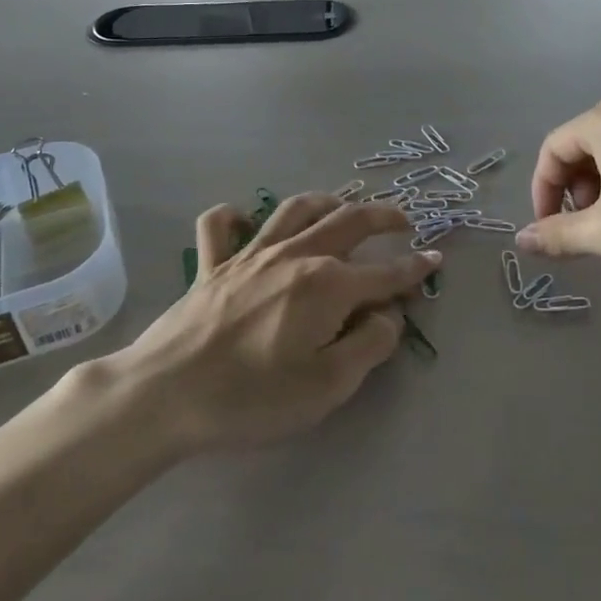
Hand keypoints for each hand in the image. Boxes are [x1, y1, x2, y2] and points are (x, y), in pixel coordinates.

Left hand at [117, 195, 439, 453]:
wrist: (165, 394)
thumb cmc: (251, 398)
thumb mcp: (326, 387)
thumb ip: (367, 347)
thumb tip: (388, 315)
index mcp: (326, 286)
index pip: (384, 273)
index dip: (415, 268)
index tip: (435, 260)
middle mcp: (294, 256)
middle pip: (347, 222)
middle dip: (382, 217)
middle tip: (403, 221)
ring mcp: (249, 254)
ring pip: (293, 210)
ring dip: (325, 202)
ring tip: (342, 206)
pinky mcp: (211, 265)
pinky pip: (219, 226)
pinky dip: (233, 216)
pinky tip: (243, 219)